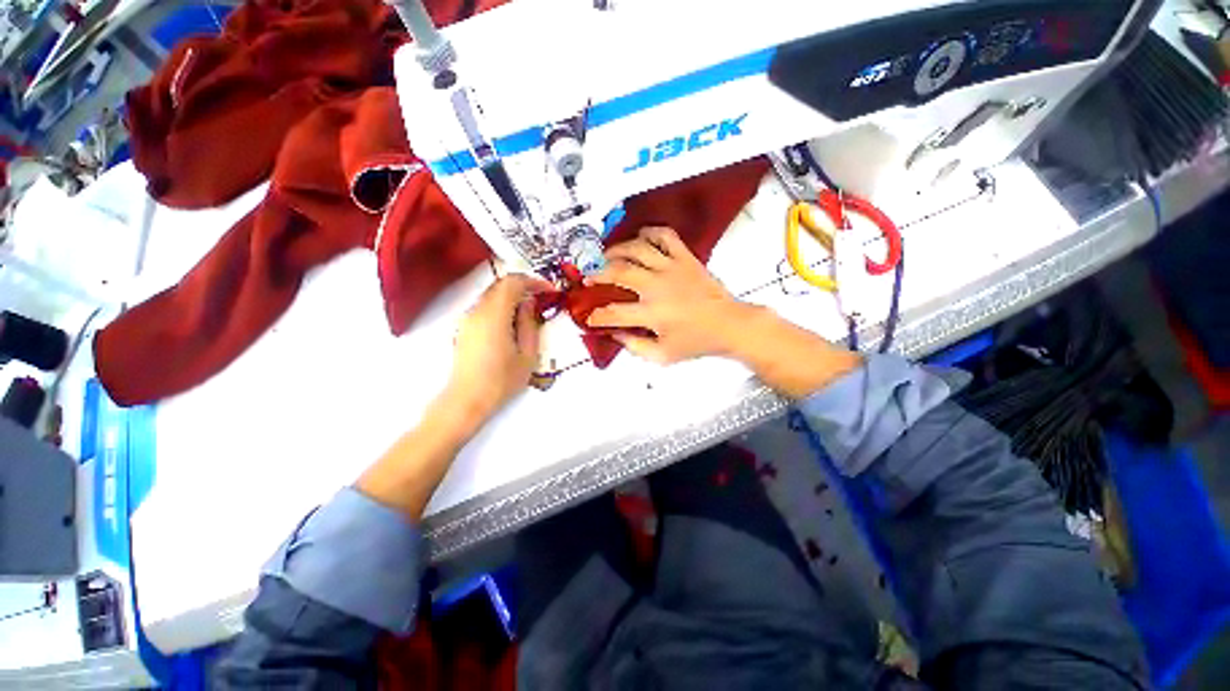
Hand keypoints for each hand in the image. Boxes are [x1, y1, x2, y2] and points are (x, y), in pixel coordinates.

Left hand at [444, 274, 551, 426]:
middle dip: (523, 286)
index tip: (549, 289)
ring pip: (492, 295)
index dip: (533, 281)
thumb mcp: (527, 354)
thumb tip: (529, 303)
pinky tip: (513, 322)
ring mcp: (468, 319)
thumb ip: (529, 324)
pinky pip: (485, 307)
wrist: (467, 399)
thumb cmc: (502, 380)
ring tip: (530, 310)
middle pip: (500, 285)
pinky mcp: (464, 328)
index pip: (512, 283)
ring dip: (512, 296)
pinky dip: (502, 306)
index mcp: (495, 316)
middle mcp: (477, 311)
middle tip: (542, 297)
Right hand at [585, 227, 751, 363]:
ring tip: (607, 256)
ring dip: (616, 250)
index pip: (613, 313)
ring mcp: (671, 268)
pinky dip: (650, 232)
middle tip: (589, 278)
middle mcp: (657, 286)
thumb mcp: (663, 356)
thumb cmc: (697, 342)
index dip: (596, 316)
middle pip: (618, 272)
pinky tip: (640, 237)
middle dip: (597, 274)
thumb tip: (616, 335)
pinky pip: (665, 236)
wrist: (729, 325)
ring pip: (637, 249)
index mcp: (651, 313)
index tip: (590, 317)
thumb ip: (635, 347)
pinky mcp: (685, 258)